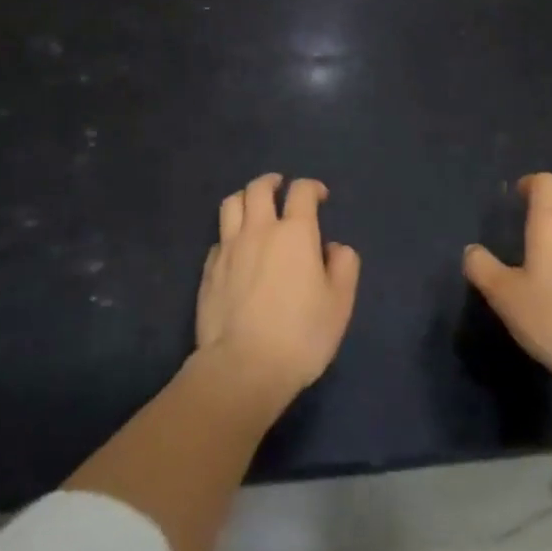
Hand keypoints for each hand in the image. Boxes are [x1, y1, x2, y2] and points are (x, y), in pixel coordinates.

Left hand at [195, 174, 360, 407]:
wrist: (243, 368)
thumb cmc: (300, 335)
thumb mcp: (339, 304)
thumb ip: (343, 266)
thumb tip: (333, 248)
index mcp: (295, 233)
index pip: (301, 191)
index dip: (312, 187)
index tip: (320, 197)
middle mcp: (259, 230)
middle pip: (259, 188)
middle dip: (272, 182)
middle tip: (281, 188)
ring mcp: (229, 248)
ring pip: (232, 204)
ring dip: (245, 198)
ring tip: (253, 206)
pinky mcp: (208, 270)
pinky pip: (219, 238)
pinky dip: (230, 234)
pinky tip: (236, 248)